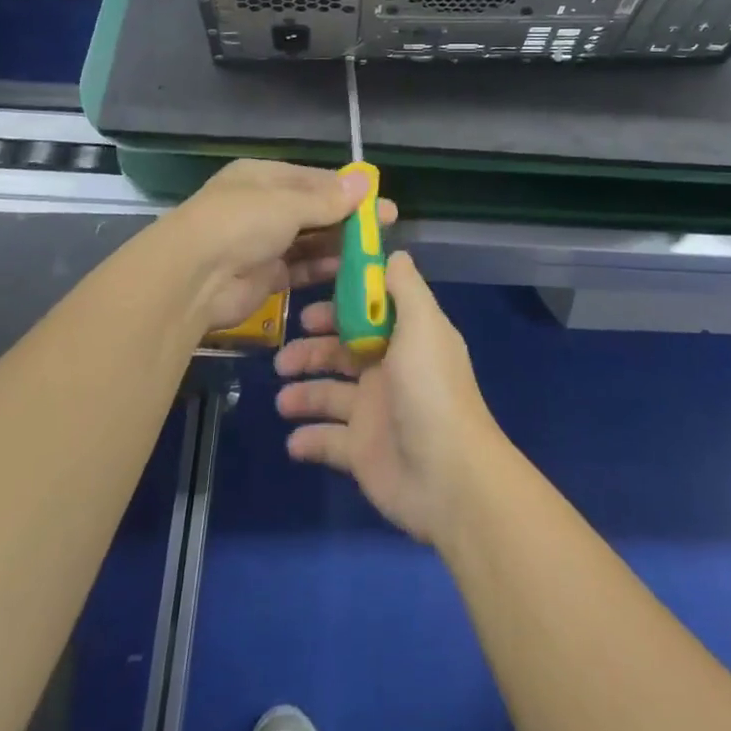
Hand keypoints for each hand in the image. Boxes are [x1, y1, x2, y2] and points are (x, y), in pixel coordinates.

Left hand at [155, 158, 399, 332]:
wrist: (192, 277)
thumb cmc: (241, 222)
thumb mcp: (288, 203)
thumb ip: (328, 199)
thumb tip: (365, 181)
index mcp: (263, 177)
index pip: (313, 179)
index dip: (348, 189)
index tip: (379, 199)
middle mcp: (262, 206)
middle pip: (314, 210)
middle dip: (348, 218)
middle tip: (386, 228)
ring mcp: (262, 243)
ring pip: (309, 241)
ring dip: (338, 245)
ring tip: (373, 252)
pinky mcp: (263, 277)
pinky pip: (300, 269)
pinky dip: (322, 269)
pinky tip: (349, 271)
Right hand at [275, 252, 503, 544]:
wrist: (448, 477)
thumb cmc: (430, 390)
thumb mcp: (422, 325)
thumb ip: (405, 287)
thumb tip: (394, 253)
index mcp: (406, 338)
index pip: (367, 312)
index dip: (340, 306)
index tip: (309, 304)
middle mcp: (389, 370)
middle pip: (342, 351)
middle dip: (312, 349)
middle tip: (284, 355)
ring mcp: (374, 413)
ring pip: (329, 394)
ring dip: (304, 394)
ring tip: (282, 399)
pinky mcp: (361, 453)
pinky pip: (327, 441)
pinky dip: (308, 439)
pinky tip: (293, 440)